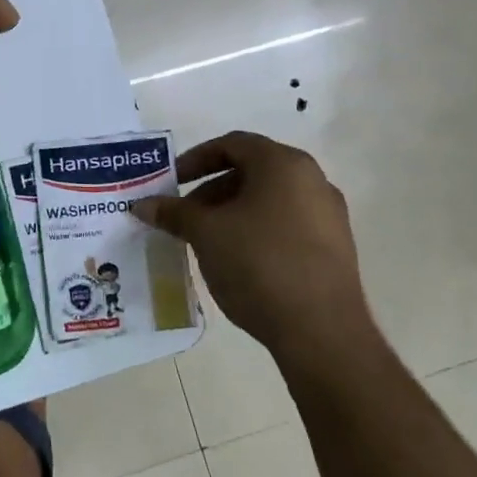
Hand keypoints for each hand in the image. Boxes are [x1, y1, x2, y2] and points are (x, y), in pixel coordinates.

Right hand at [132, 132, 379, 380]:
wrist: (321, 331)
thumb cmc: (259, 264)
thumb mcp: (205, 234)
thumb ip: (173, 213)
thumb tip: (142, 205)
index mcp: (283, 164)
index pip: (232, 144)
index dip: (195, 159)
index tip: (171, 182)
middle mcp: (313, 180)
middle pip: (251, 171)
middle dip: (211, 190)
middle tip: (183, 215)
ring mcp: (328, 215)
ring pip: (268, 200)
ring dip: (231, 212)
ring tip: (206, 240)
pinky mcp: (334, 248)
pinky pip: (286, 225)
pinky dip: (256, 231)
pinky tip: (237, 261)